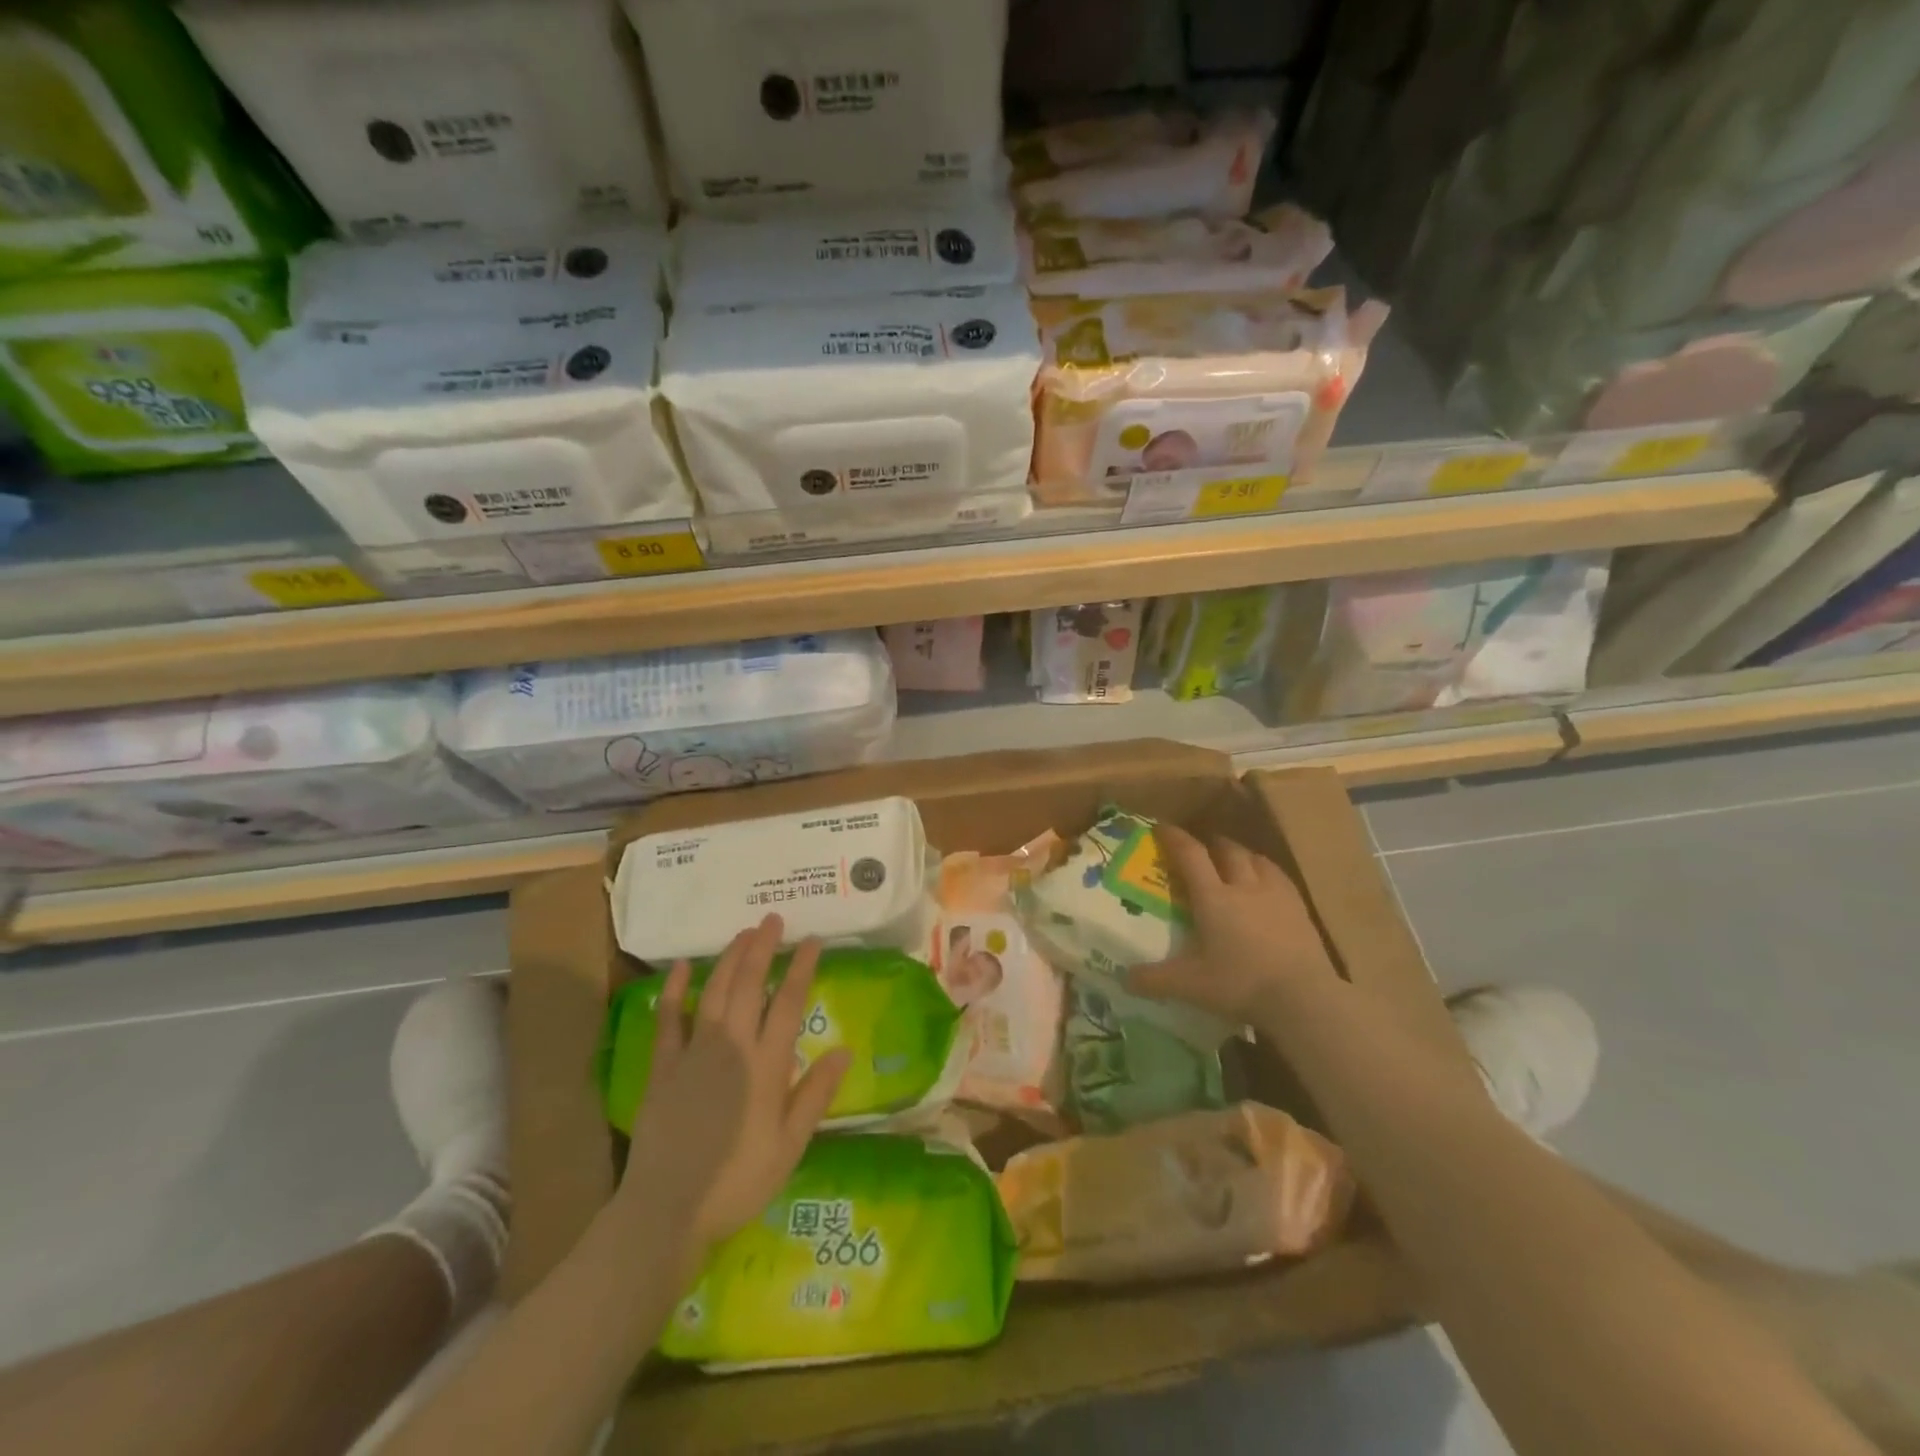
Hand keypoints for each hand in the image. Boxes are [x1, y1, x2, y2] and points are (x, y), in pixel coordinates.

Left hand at [616, 915, 849, 1258]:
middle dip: (762, 948)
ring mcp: (693, 1053)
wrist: (667, 1211)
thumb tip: (845, 1050)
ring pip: (714, 992)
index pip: (788, 1003)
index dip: (801, 968)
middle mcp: (731, 1046)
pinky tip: (682, 967)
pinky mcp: (662, 1066)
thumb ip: (815, 1095)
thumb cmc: (737, 1181)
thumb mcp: (790, 1146)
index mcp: (766, 1065)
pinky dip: (675, 990)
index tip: (811, 940)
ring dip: (729, 958)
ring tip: (743, 933)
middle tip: (772, 920)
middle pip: (749, 985)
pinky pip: (668, 1019)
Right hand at [1131, 824, 1338, 1024]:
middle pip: (1226, 850)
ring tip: (1234, 860)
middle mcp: (1243, 886)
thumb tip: (1124, 979)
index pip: (1190, 855)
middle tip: (1200, 847)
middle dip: (1210, 843)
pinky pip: (1280, 876)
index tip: (1161, 827)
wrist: (1303, 998)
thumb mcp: (1190, 986)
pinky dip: (1267, 871)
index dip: (1174, 838)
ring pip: (1256, 858)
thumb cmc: (1240, 984)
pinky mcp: (1300, 909)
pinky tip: (1267, 882)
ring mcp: (1276, 894)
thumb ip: (1155, 980)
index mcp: (1213, 897)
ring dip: (1240, 854)